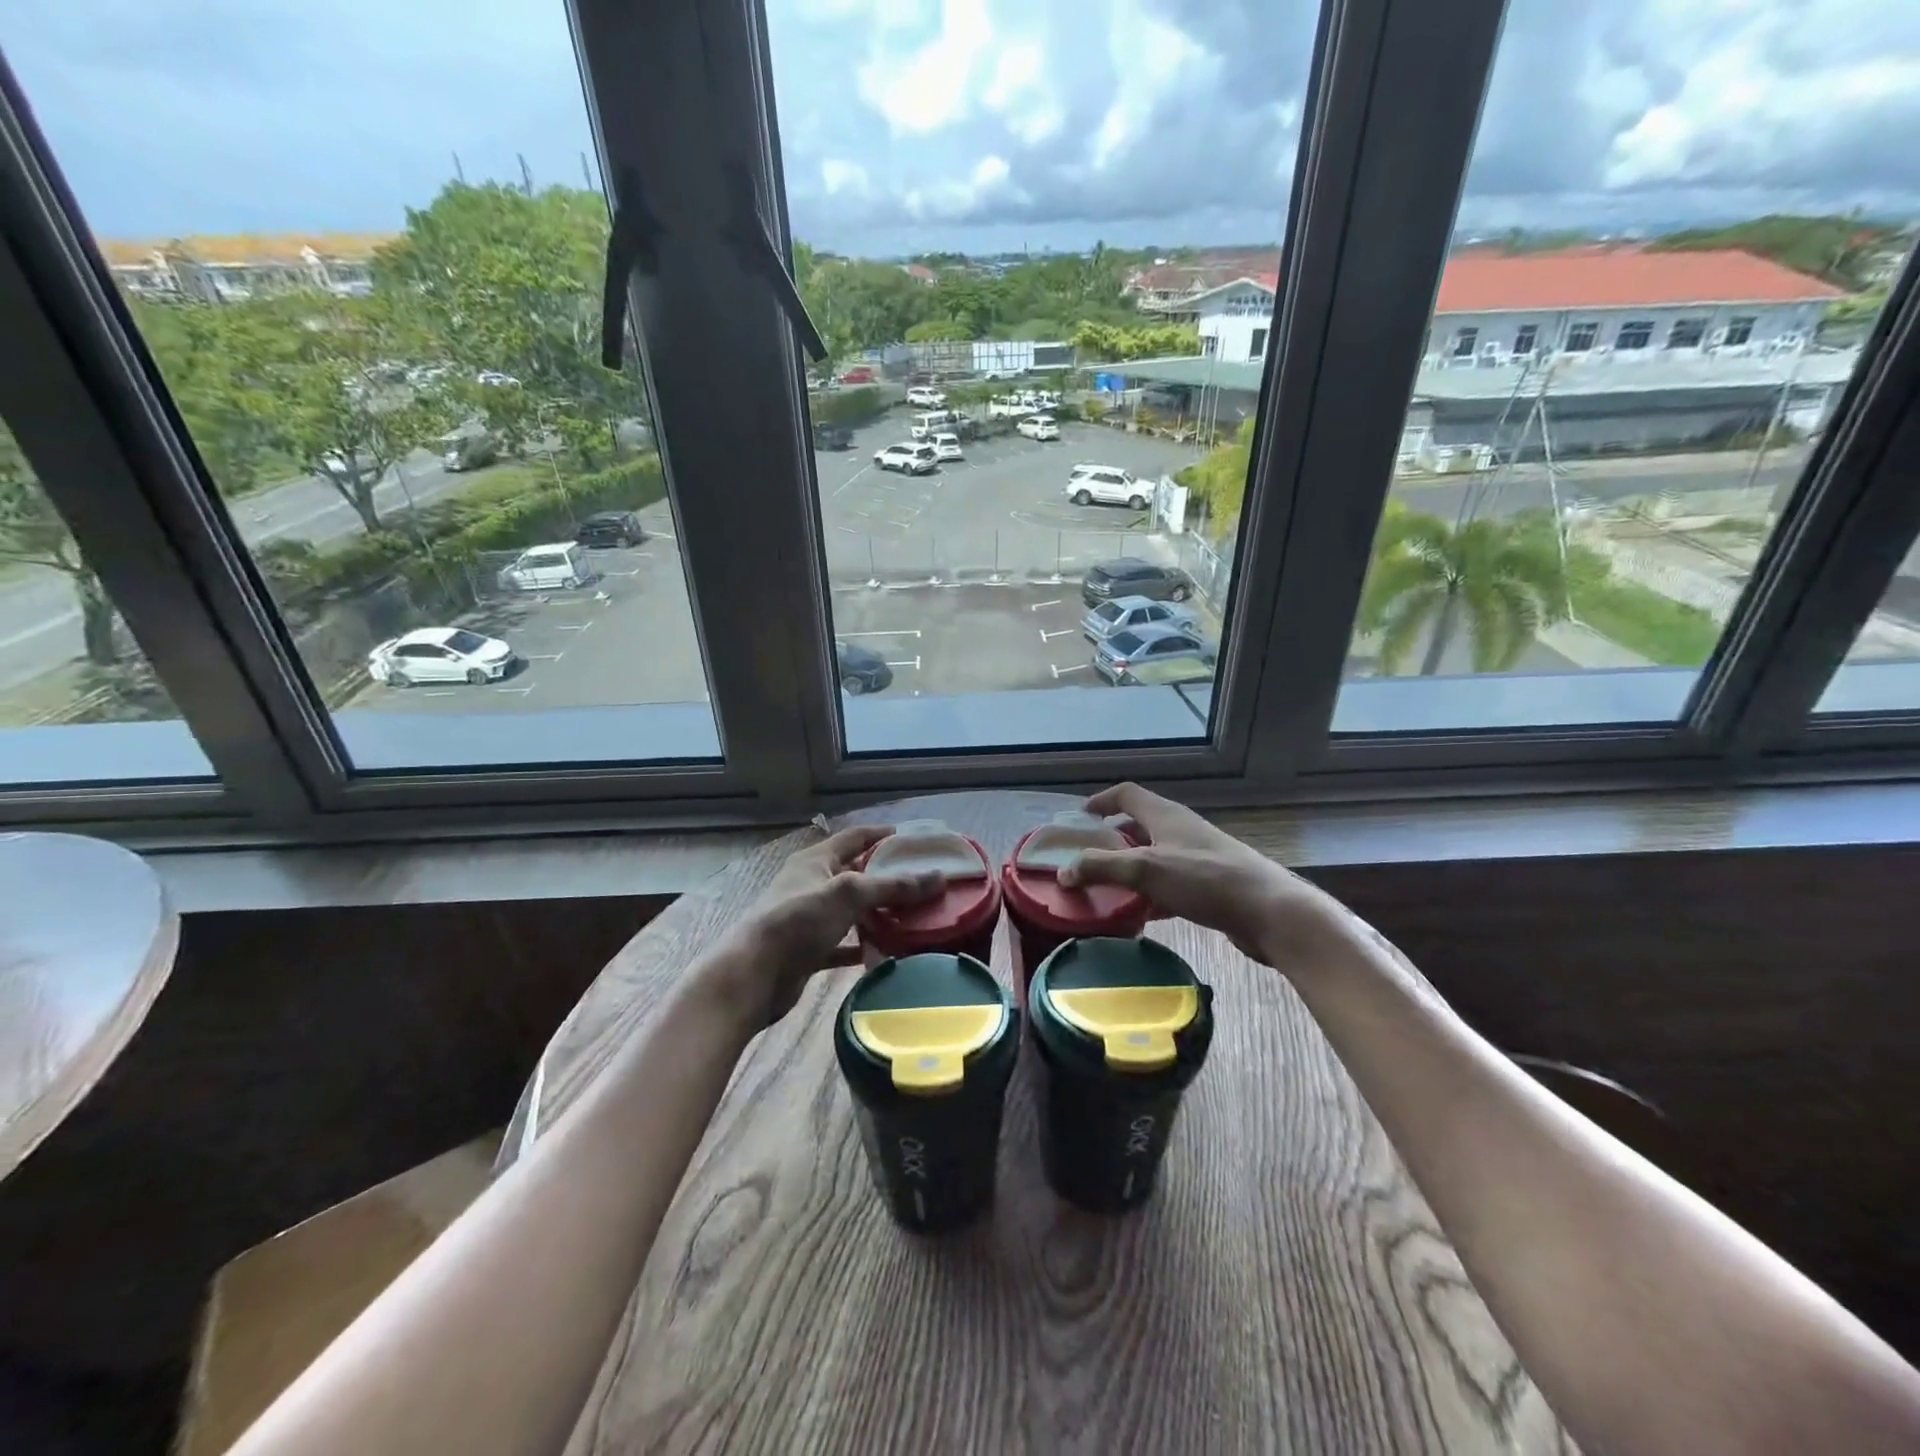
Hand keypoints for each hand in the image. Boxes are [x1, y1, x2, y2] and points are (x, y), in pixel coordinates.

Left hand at [717, 825, 942, 1025]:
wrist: (753, 976)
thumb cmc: (798, 921)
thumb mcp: (849, 894)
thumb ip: (893, 886)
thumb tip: (939, 877)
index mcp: (816, 860)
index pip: (855, 837)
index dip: (883, 835)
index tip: (915, 840)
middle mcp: (812, 884)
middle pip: (856, 875)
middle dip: (888, 878)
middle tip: (924, 884)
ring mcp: (810, 919)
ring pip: (852, 911)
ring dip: (879, 913)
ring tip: (916, 917)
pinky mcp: (810, 950)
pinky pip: (844, 943)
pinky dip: (865, 945)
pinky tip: (890, 951)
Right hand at [1057, 783, 1340, 968]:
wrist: (1269, 912)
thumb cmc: (1205, 880)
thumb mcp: (1146, 870)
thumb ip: (1101, 867)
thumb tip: (1064, 871)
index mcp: (1166, 815)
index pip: (1126, 794)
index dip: (1101, 800)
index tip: (1079, 817)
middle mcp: (1181, 830)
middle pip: (1139, 826)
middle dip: (1110, 840)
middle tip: (1086, 859)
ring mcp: (1197, 858)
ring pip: (1154, 857)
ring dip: (1129, 869)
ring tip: (1106, 888)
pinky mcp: (1209, 886)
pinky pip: (1169, 884)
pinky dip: (1150, 894)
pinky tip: (1140, 915)